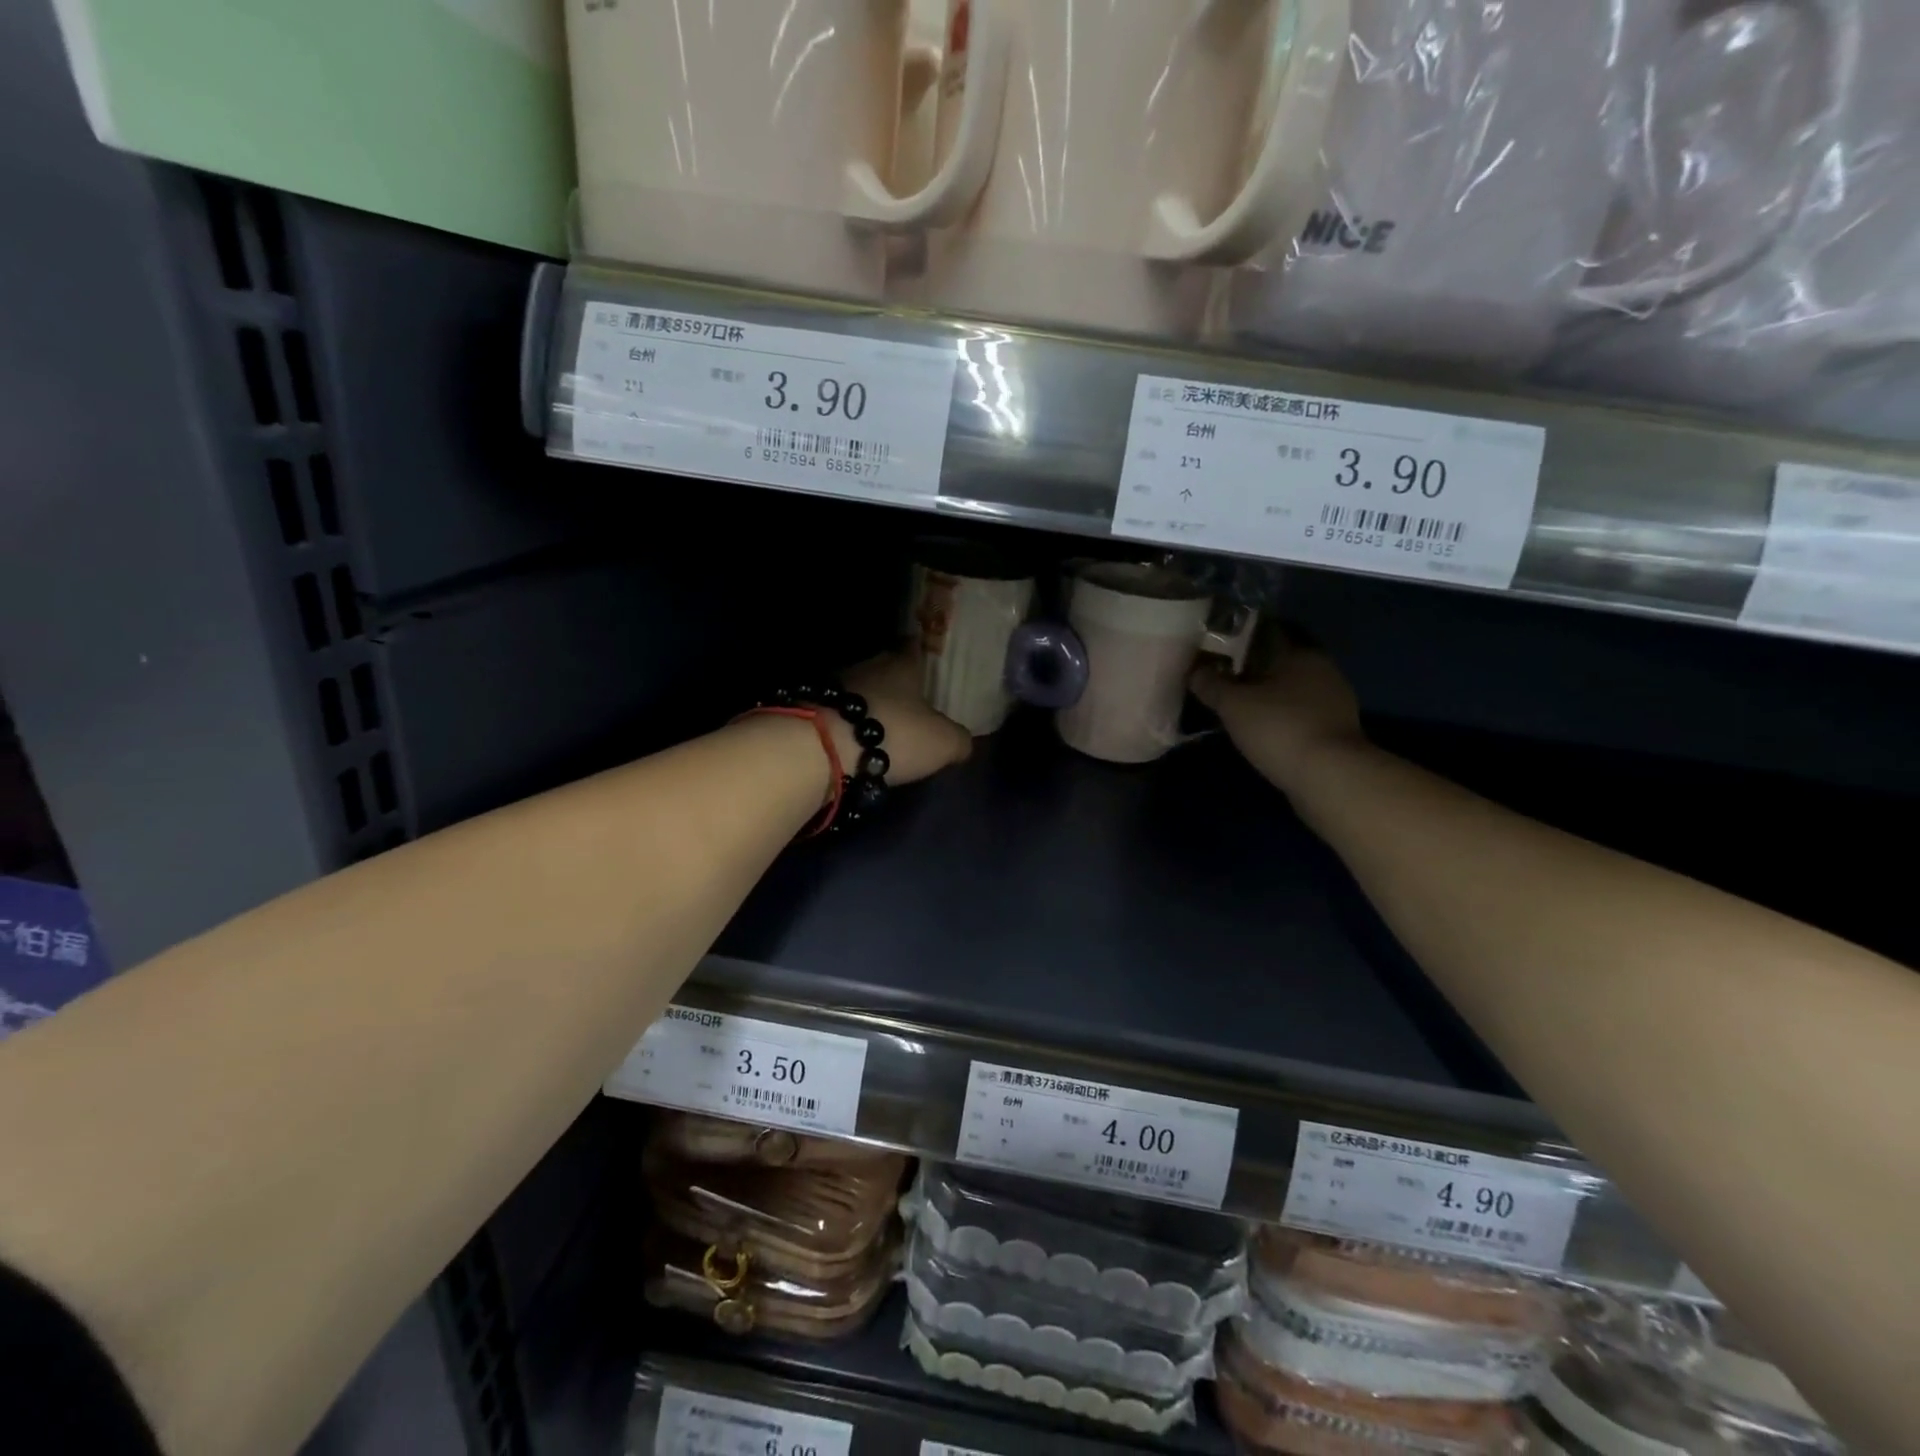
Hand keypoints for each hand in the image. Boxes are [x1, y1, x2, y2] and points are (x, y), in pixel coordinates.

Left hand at [830, 648, 972, 788]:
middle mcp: (867, 666)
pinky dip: (847, 726)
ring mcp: (833, 687)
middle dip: (895, 685)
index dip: (922, 652)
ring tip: (882, 728)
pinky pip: (837, 715)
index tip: (928, 661)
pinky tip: (855, 743)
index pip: (913, 646)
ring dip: (869, 707)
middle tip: (910, 703)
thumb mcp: (942, 742)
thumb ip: (959, 740)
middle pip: (884, 669)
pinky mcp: (810, 711)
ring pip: (859, 692)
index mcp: (901, 664)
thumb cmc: (893, 733)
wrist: (821, 748)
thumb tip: (964, 742)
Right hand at [1190, 636, 1365, 793]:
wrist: (1330, 777)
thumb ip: (1211, 684)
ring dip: (1268, 692)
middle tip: (1222, 675)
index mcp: (1299, 652)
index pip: (1268, 630)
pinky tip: (1262, 727)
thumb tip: (1194, 671)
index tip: (1217, 645)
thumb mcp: (1233, 705)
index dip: (1241, 635)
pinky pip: (1301, 711)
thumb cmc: (1279, 728)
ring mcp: (1334, 699)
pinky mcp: (1336, 728)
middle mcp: (1322, 668)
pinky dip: (1281, 714)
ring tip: (1238, 703)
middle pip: (1281, 659)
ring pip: (1292, 686)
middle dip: (1253, 666)